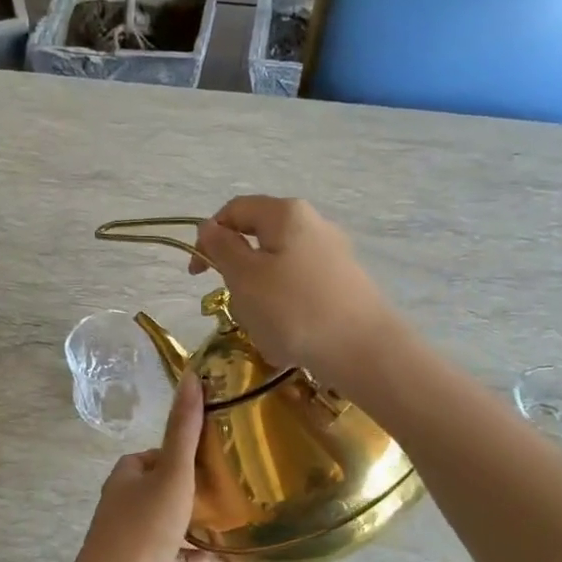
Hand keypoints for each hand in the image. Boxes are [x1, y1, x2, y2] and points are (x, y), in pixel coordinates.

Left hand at [65, 368, 258, 561]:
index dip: (181, 454)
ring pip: (181, 540)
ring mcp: (138, 550)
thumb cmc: (144, 527)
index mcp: (128, 480)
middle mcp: (129, 511)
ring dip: (213, 541)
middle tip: (240, 492)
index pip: (155, 458)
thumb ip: (184, 430)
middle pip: (168, 498)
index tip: (215, 454)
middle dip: (201, 497)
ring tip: (253, 536)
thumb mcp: (172, 473)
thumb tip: (191, 376)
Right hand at [189, 197, 399, 392]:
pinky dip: (286, 310)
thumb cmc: (294, 309)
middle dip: (238, 273)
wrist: (364, 351)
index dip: (208, 237)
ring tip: (264, 327)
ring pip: (278, 270)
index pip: (234, 210)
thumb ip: (222, 248)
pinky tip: (289, 338)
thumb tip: (210, 227)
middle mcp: (313, 224)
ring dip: (260, 296)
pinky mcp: (344, 285)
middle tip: (234, 304)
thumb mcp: (244, 277)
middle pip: (258, 240)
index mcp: (285, 213)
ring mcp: (333, 255)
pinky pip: (300, 291)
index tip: (197, 274)